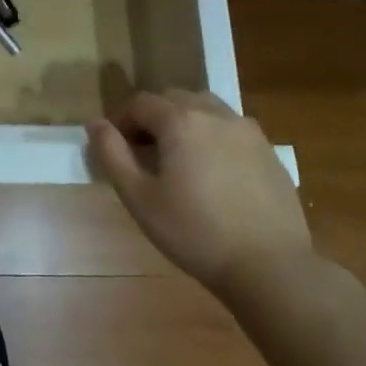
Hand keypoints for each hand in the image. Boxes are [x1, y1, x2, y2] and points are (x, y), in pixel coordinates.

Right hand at [88, 90, 313, 305]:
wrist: (270, 266)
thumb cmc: (195, 233)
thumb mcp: (139, 198)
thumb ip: (112, 154)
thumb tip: (95, 123)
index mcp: (181, 121)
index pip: (141, 103)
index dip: (122, 120)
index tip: (116, 148)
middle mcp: (215, 114)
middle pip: (174, 98)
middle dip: (153, 117)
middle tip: (144, 152)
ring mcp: (247, 130)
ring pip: (206, 108)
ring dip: (184, 121)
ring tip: (179, 157)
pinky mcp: (269, 151)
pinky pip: (231, 128)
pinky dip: (213, 136)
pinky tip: (213, 172)